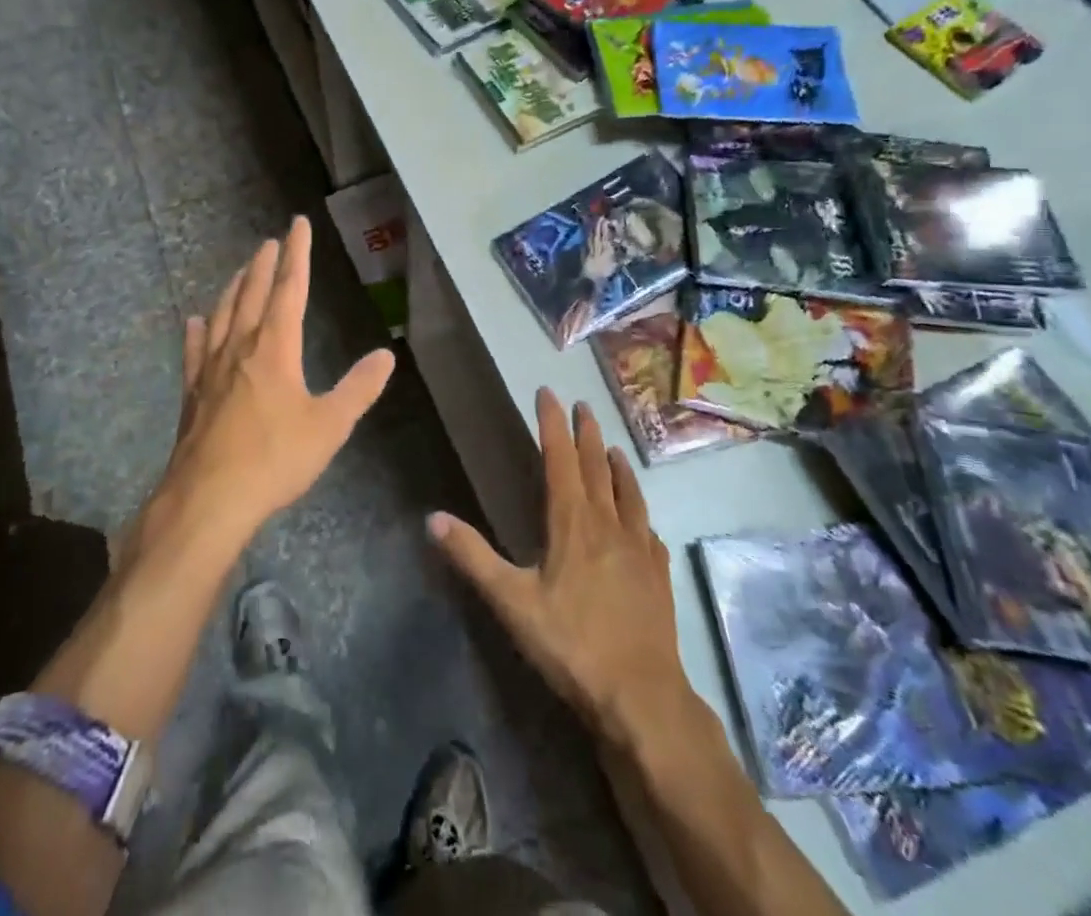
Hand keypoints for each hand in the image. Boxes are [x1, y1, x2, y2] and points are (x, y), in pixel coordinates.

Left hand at [152, 216, 395, 551]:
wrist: (209, 499)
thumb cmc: (275, 459)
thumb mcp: (330, 425)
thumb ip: (358, 388)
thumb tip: (385, 355)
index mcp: (275, 348)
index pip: (289, 288)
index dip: (296, 254)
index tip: (296, 224)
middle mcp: (241, 347)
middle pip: (251, 294)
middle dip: (262, 265)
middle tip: (269, 242)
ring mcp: (212, 369)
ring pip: (222, 315)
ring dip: (232, 288)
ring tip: (238, 271)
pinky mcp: (193, 393)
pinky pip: (195, 350)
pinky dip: (197, 331)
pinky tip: (194, 321)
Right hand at [430, 390, 689, 742]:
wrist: (642, 697)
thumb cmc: (572, 644)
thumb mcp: (512, 602)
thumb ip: (473, 557)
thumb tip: (432, 518)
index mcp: (572, 522)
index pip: (560, 459)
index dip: (552, 424)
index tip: (548, 393)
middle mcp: (608, 524)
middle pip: (596, 466)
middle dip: (586, 433)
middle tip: (581, 405)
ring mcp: (639, 548)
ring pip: (628, 492)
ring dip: (617, 465)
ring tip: (613, 447)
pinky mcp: (658, 574)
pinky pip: (648, 529)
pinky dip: (640, 512)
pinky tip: (642, 519)